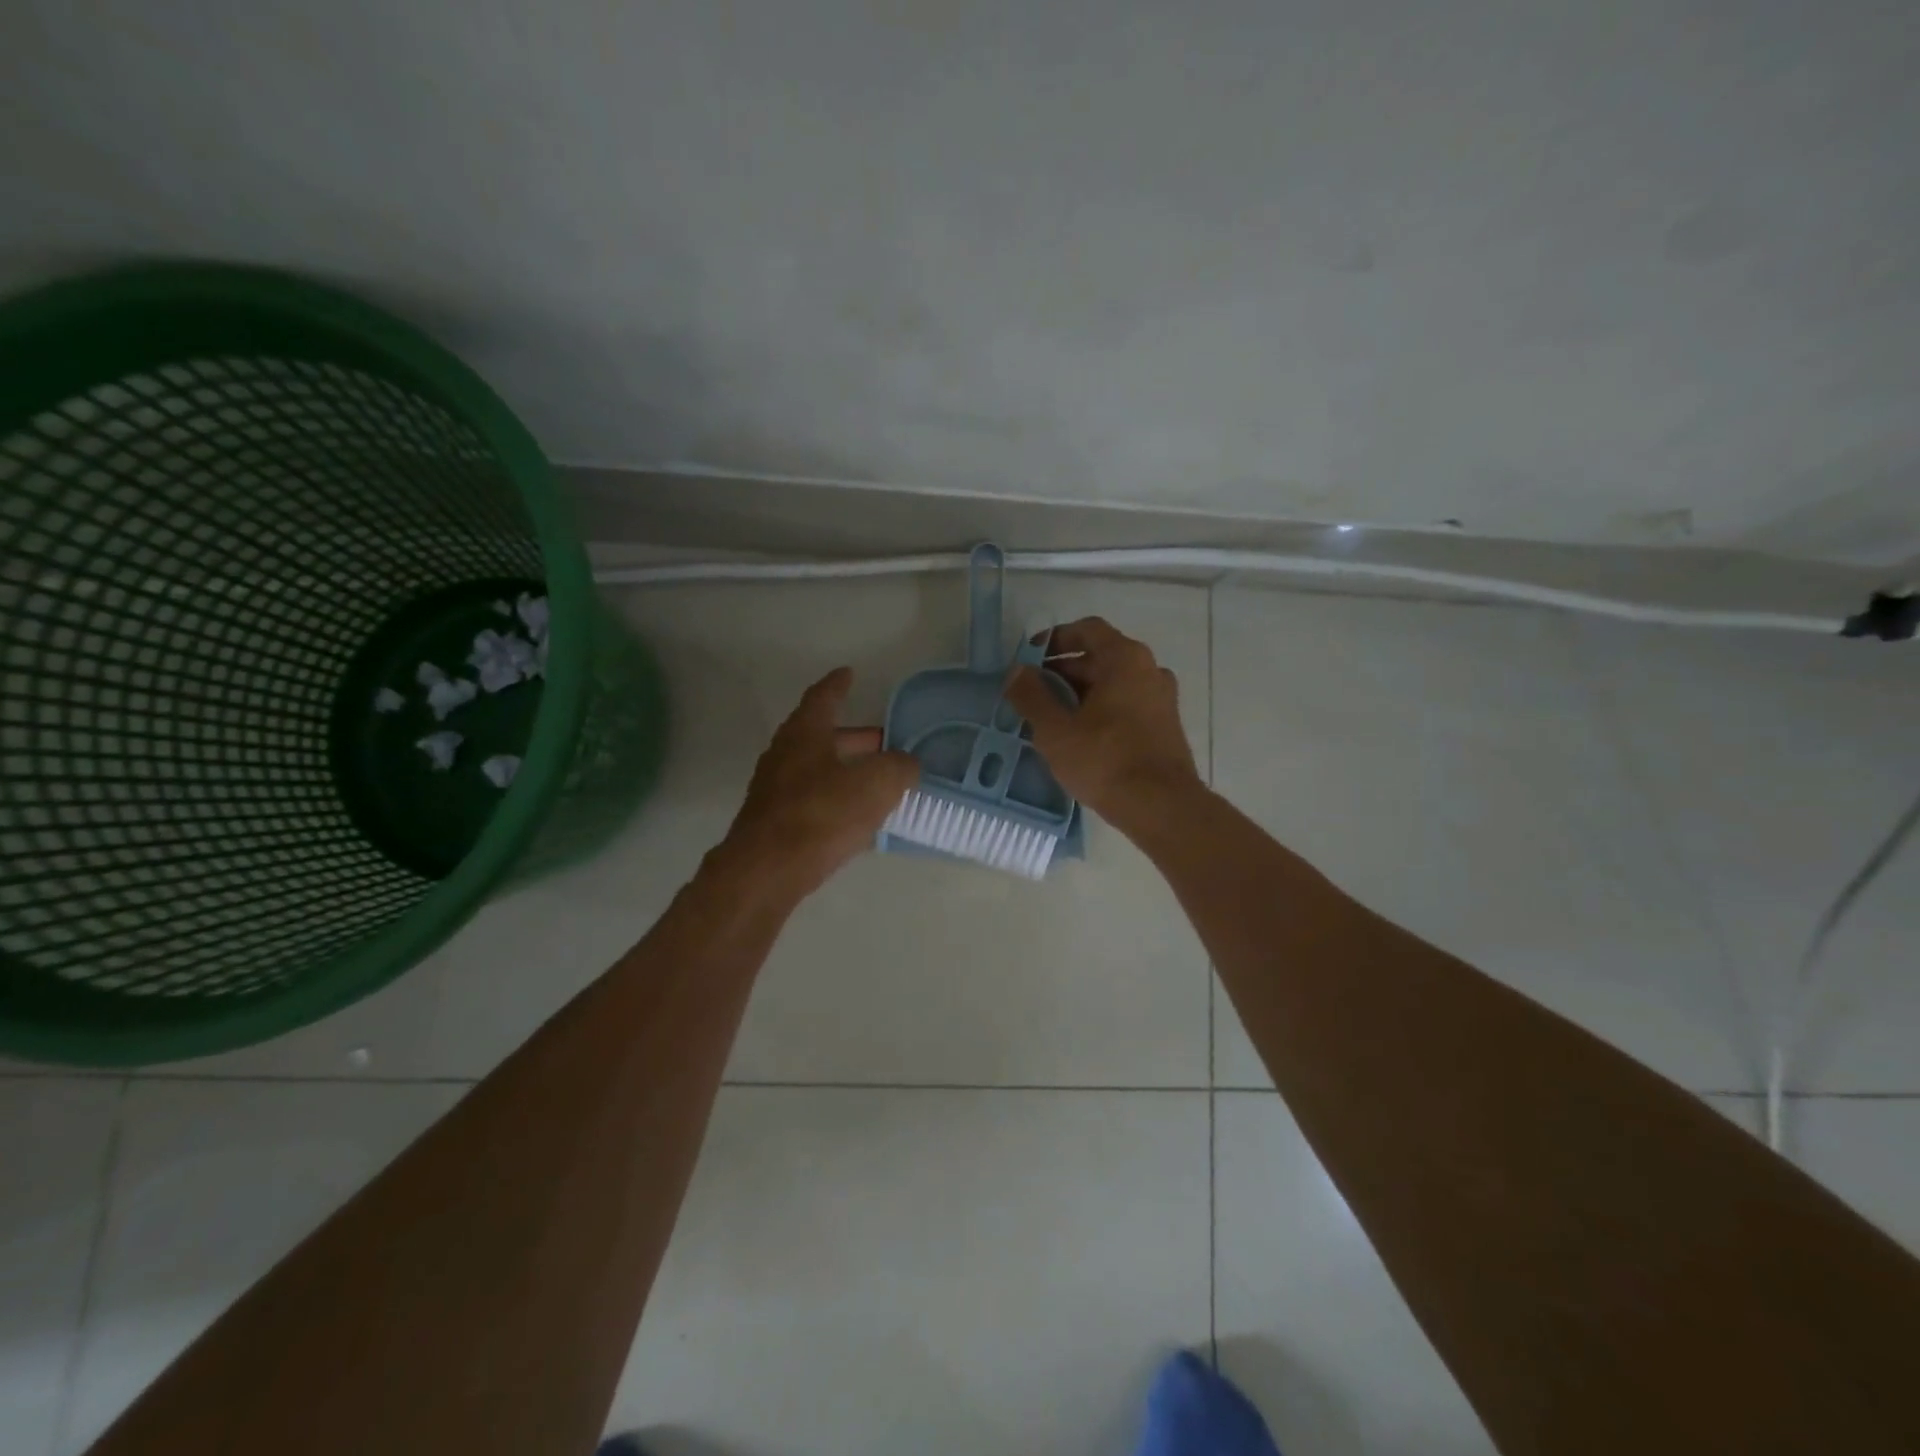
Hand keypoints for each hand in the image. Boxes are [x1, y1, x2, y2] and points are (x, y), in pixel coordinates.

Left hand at [719, 667, 919, 900]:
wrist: (767, 870)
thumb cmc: (821, 814)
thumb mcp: (876, 784)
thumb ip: (898, 768)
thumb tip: (906, 764)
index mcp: (805, 733)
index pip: (823, 697)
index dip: (838, 684)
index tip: (849, 673)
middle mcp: (785, 754)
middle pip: (823, 736)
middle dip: (855, 737)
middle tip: (885, 742)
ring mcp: (775, 789)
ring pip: (818, 769)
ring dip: (847, 770)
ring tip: (878, 782)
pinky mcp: (775, 821)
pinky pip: (812, 799)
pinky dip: (836, 799)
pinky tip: (857, 817)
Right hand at [1003, 618, 1201, 822]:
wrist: (1162, 808)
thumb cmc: (1105, 761)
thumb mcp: (1056, 730)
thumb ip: (1031, 696)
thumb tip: (1016, 672)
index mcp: (1125, 659)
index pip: (1087, 630)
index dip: (1055, 639)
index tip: (1030, 659)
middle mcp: (1149, 670)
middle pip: (1100, 657)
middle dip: (1063, 671)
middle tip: (1033, 694)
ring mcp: (1161, 699)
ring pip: (1113, 684)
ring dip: (1080, 693)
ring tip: (1051, 718)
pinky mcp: (1165, 726)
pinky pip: (1126, 705)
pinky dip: (1100, 710)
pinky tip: (1079, 738)